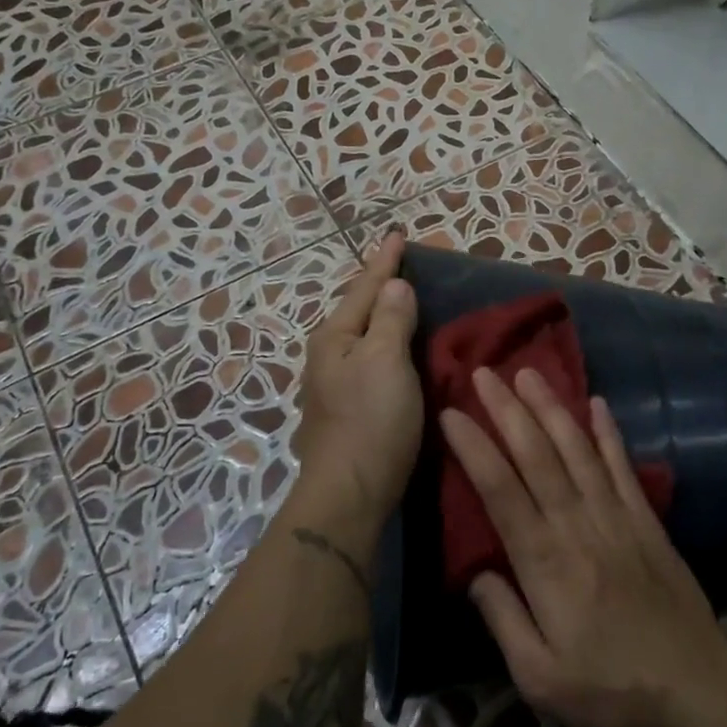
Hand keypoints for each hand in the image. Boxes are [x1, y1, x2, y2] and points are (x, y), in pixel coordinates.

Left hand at [293, 234, 422, 525]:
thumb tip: (394, 284)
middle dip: (377, 287)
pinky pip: (366, 362)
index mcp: (335, 337)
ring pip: (359, 338)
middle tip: (401, 266)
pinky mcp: (344, 411)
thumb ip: (390, 318)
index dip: (385, 261)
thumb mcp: (386, 360)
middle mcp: (326, 356)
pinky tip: (392, 352)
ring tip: (399, 302)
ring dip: (378, 317)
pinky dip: (381, 346)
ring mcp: (331, 386)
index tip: (398, 234)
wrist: (350, 491)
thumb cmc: (372, 420)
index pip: (364, 287)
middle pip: (356, 310)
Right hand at [441, 367, 726, 726]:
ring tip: (529, 372)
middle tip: (484, 372)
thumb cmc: (610, 687)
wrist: (694, 686)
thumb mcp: (540, 677)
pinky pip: (622, 466)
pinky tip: (597, 402)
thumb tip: (475, 574)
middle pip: (537, 455)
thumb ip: (503, 621)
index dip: (474, 448)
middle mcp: (577, 525)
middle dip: (507, 410)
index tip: (451, 412)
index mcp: (545, 561)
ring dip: (551, 408)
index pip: (501, 490)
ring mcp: (616, 516)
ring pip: (577, 450)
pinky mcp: (645, 519)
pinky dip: (608, 432)